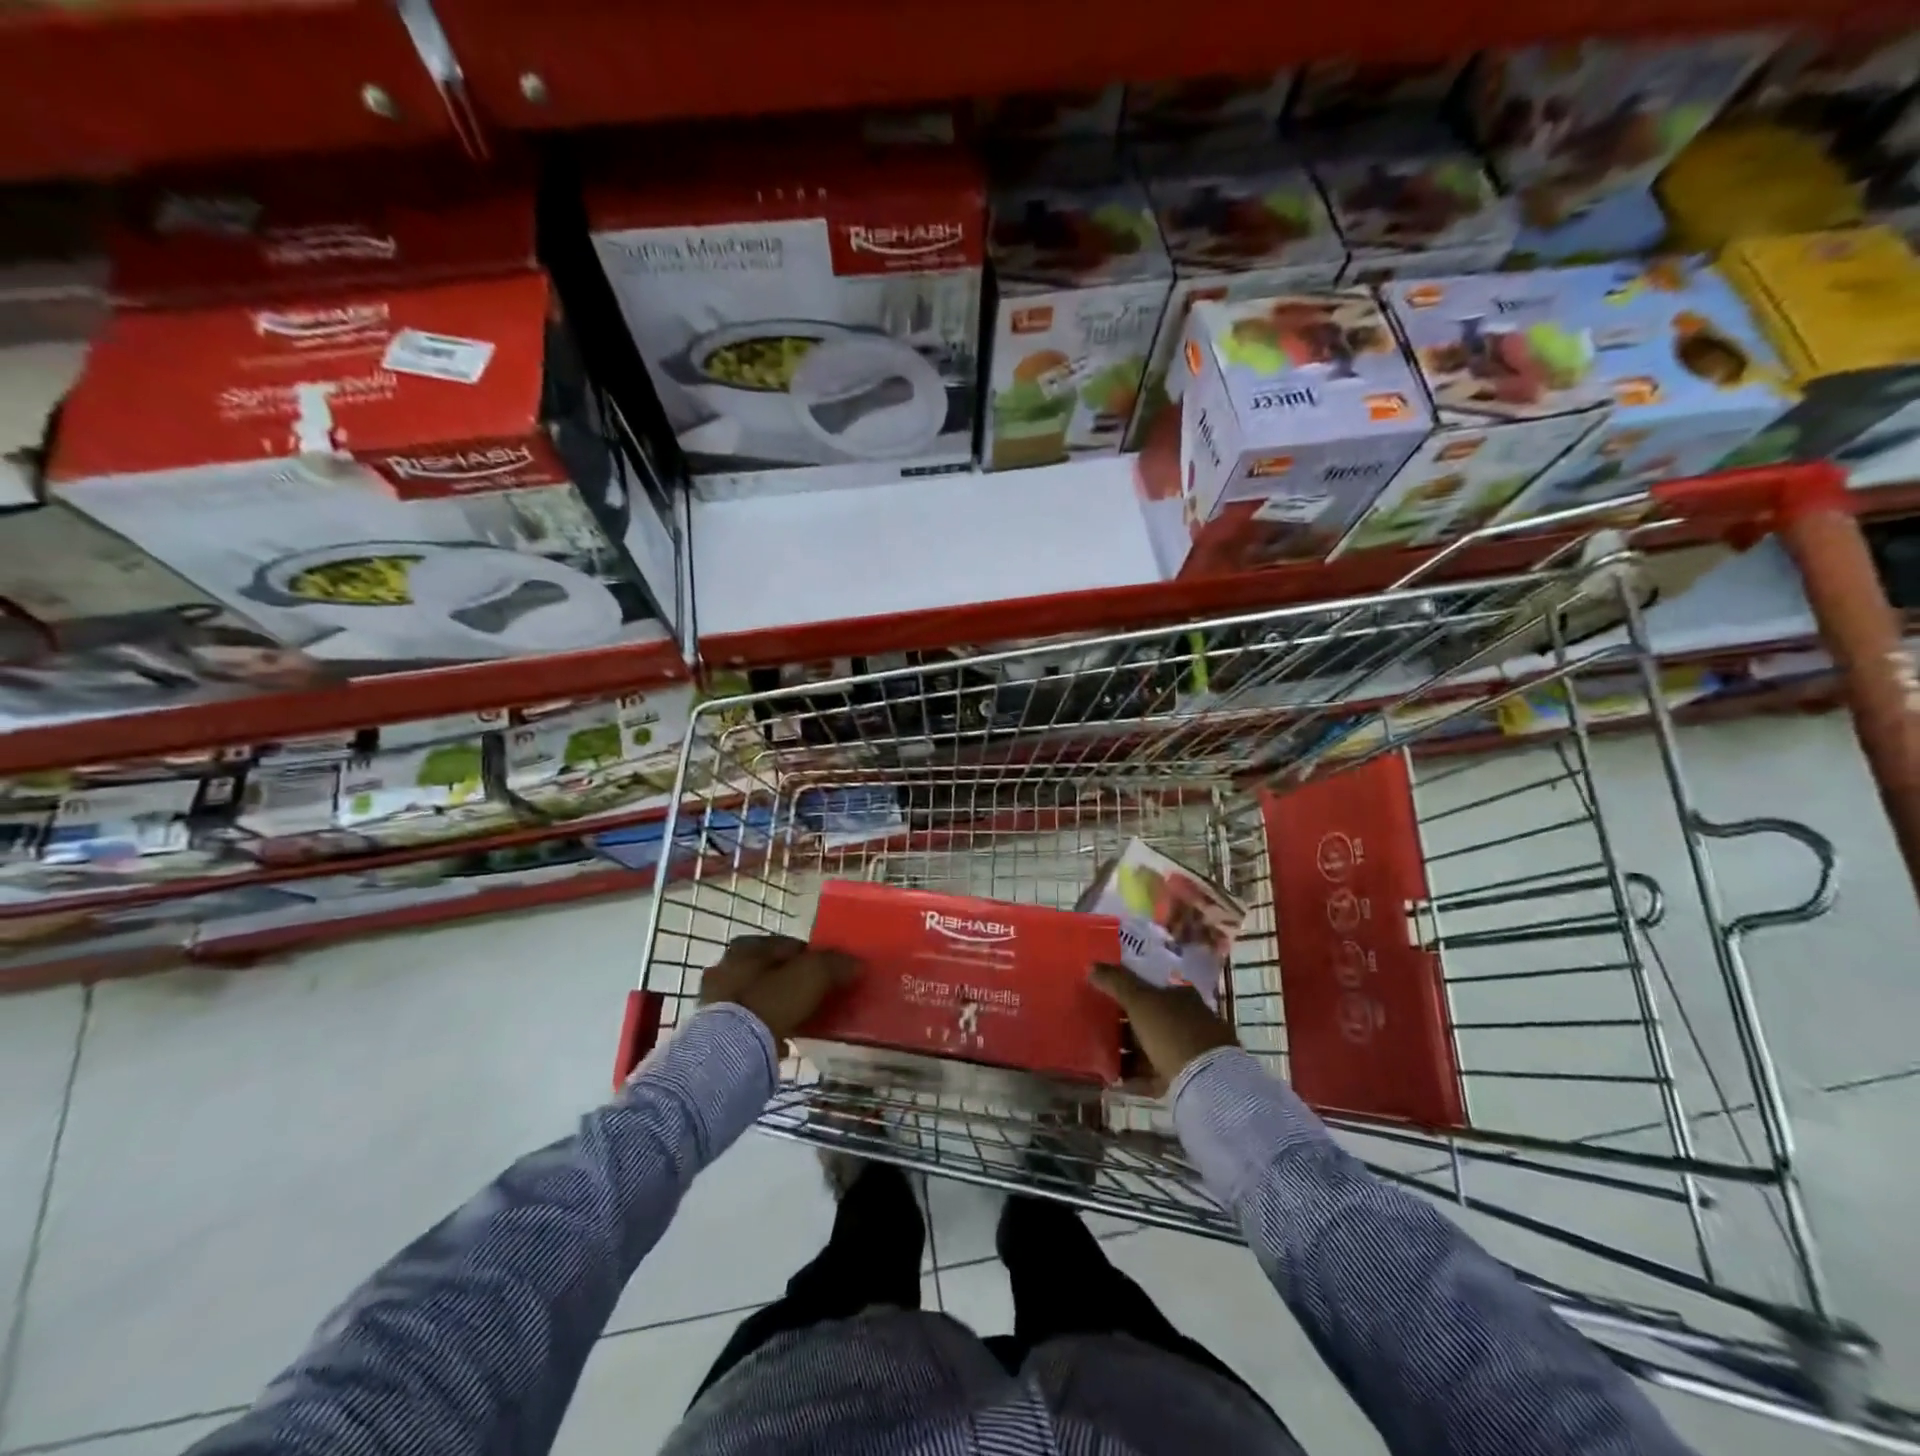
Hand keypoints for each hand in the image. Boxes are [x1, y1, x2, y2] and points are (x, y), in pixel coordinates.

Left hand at [700, 934, 859, 1046]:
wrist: (731, 1052)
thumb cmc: (770, 1002)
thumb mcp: (812, 975)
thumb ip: (836, 964)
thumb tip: (858, 963)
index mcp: (745, 947)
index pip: (789, 944)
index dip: (814, 957)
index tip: (831, 973)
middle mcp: (724, 967)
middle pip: (771, 970)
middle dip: (792, 981)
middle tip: (817, 995)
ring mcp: (715, 1001)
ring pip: (758, 996)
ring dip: (778, 1004)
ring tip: (802, 1018)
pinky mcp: (713, 1031)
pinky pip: (747, 1023)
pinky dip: (764, 1027)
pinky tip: (782, 1038)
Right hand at [1089, 963, 1237, 1091]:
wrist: (1207, 1081)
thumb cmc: (1172, 1031)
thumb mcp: (1140, 1000)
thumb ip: (1115, 982)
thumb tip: (1091, 965)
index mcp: (1182, 996)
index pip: (1152, 987)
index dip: (1128, 989)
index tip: (1104, 995)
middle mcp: (1189, 1020)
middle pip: (1150, 1018)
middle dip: (1125, 1022)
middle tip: (1097, 1025)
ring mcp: (1190, 1051)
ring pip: (1151, 1047)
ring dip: (1128, 1051)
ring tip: (1100, 1054)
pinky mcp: (1186, 1079)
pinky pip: (1154, 1074)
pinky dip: (1135, 1076)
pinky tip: (1115, 1080)